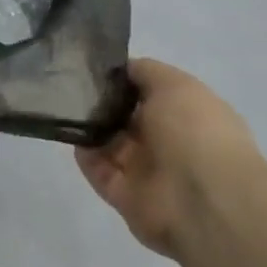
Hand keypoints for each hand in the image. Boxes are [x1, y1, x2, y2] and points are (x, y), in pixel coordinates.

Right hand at [74, 59, 261, 257]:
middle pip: (126, 118)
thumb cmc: (194, 131)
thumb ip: (145, 71)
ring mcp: (147, 171)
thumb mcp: (174, 84)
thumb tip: (121, 69)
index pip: (151, 93)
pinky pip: (98, 169)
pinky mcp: (124, 196)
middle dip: (103, 101)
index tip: (96, 66)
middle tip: (72, 82)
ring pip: (109, 143)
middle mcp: (169, 142)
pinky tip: (71, 131)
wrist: (202, 200)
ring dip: (90, 126)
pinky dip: (84, 153)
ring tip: (65, 103)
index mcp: (189, 115)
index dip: (126, 79)